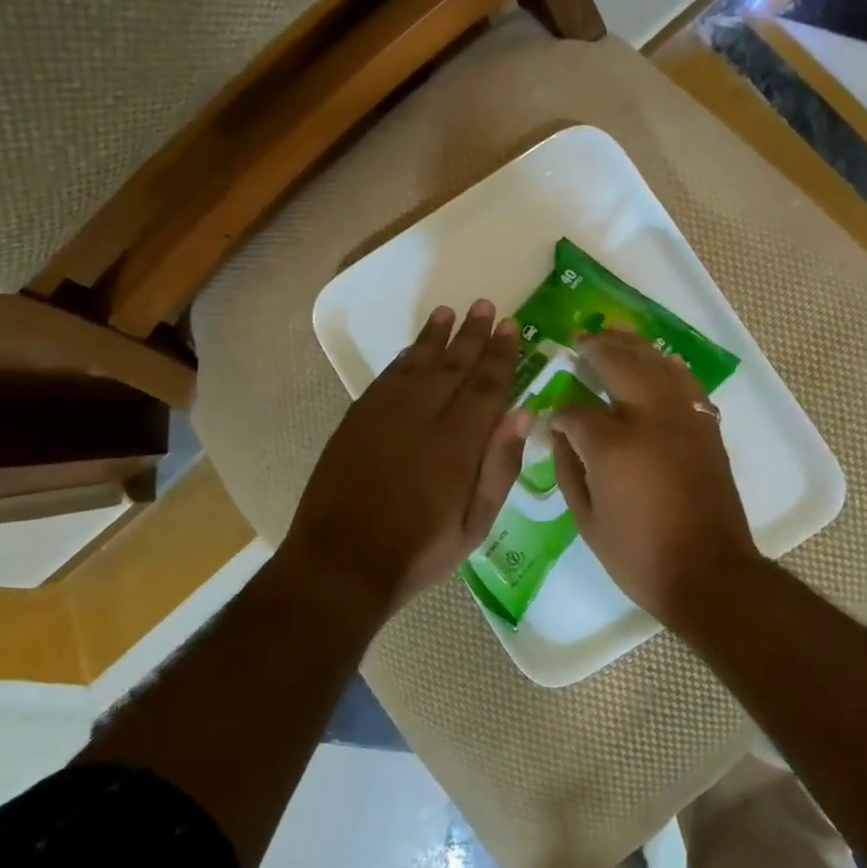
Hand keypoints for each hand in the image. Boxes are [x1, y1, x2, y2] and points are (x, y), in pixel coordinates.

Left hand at [281, 301, 532, 617]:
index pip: (487, 385)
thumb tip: (523, 413)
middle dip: (473, 335)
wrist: (343, 561)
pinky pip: (386, 376)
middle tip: (486, 306)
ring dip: (435, 336)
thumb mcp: (475, 523)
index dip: (502, 355)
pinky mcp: (357, 419)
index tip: (513, 326)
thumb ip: (500, 465)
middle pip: (454, 365)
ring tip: (449, 312)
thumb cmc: (420, 550)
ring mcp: (385, 414)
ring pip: (417, 362)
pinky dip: (404, 357)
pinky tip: (413, 348)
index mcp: (458, 441)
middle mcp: (422, 415)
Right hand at [550, 330, 762, 622]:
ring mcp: (682, 418)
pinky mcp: (706, 427)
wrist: (708, 572)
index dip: (560, 412)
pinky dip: (667, 365)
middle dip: (595, 349)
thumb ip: (568, 470)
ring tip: (613, 333)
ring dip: (632, 345)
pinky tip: (657, 360)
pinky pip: (685, 381)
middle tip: (579, 341)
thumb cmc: (639, 554)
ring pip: (656, 363)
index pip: (576, 410)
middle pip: (620, 363)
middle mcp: (649, 418)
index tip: (553, 419)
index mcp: (613, 445)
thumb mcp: (587, 520)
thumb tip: (559, 435)